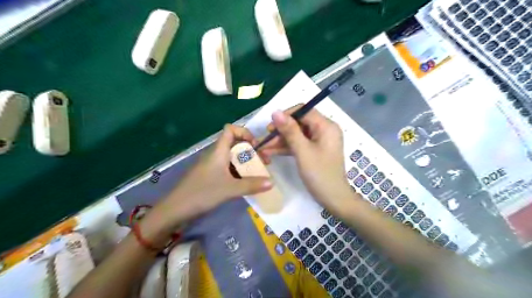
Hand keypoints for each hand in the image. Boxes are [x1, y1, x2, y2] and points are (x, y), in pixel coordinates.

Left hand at [142, 125, 270, 242]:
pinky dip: (239, 172)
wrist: (176, 209)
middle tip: (264, 163)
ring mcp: (212, 165)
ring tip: (259, 174)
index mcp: (218, 151)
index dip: (244, 132)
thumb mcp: (230, 189)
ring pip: (233, 157)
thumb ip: (251, 185)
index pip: (230, 129)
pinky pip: (228, 168)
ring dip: (246, 163)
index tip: (255, 146)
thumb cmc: (202, 193)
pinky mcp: (211, 176)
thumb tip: (272, 182)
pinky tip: (246, 182)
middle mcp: (215, 154)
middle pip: (235, 144)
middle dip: (251, 151)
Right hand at [259, 106, 351, 210]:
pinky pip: (299, 144)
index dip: (286, 115)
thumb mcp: (303, 151)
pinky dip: (287, 147)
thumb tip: (275, 111)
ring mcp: (320, 141)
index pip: (304, 111)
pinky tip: (272, 152)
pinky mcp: (315, 150)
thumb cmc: (320, 174)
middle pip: (299, 123)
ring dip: (281, 140)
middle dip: (281, 130)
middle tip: (266, 139)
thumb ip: (289, 130)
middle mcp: (324, 130)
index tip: (271, 126)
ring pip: (297, 134)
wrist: (333, 199)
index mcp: (326, 126)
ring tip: (264, 148)